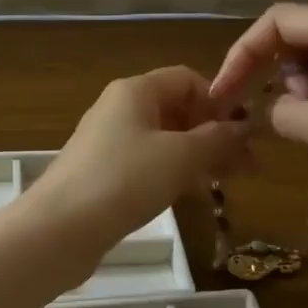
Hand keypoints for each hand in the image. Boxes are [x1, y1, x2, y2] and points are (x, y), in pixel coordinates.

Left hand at [32, 67, 250, 250]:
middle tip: (247, 166)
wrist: (60, 228)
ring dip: (198, 156)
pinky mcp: (104, 174)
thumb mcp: (181, 156)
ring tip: (226, 182)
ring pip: (165, 140)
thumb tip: (244, 127)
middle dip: (214, 134)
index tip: (243, 133)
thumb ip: (217, 139)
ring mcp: (109, 143)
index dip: (219, 101)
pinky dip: (174, 174)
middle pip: (177, 110)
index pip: (187, 79)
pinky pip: (148, 164)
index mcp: (136, 91)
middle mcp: (121, 109)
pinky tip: (192, 195)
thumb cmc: (125, 180)